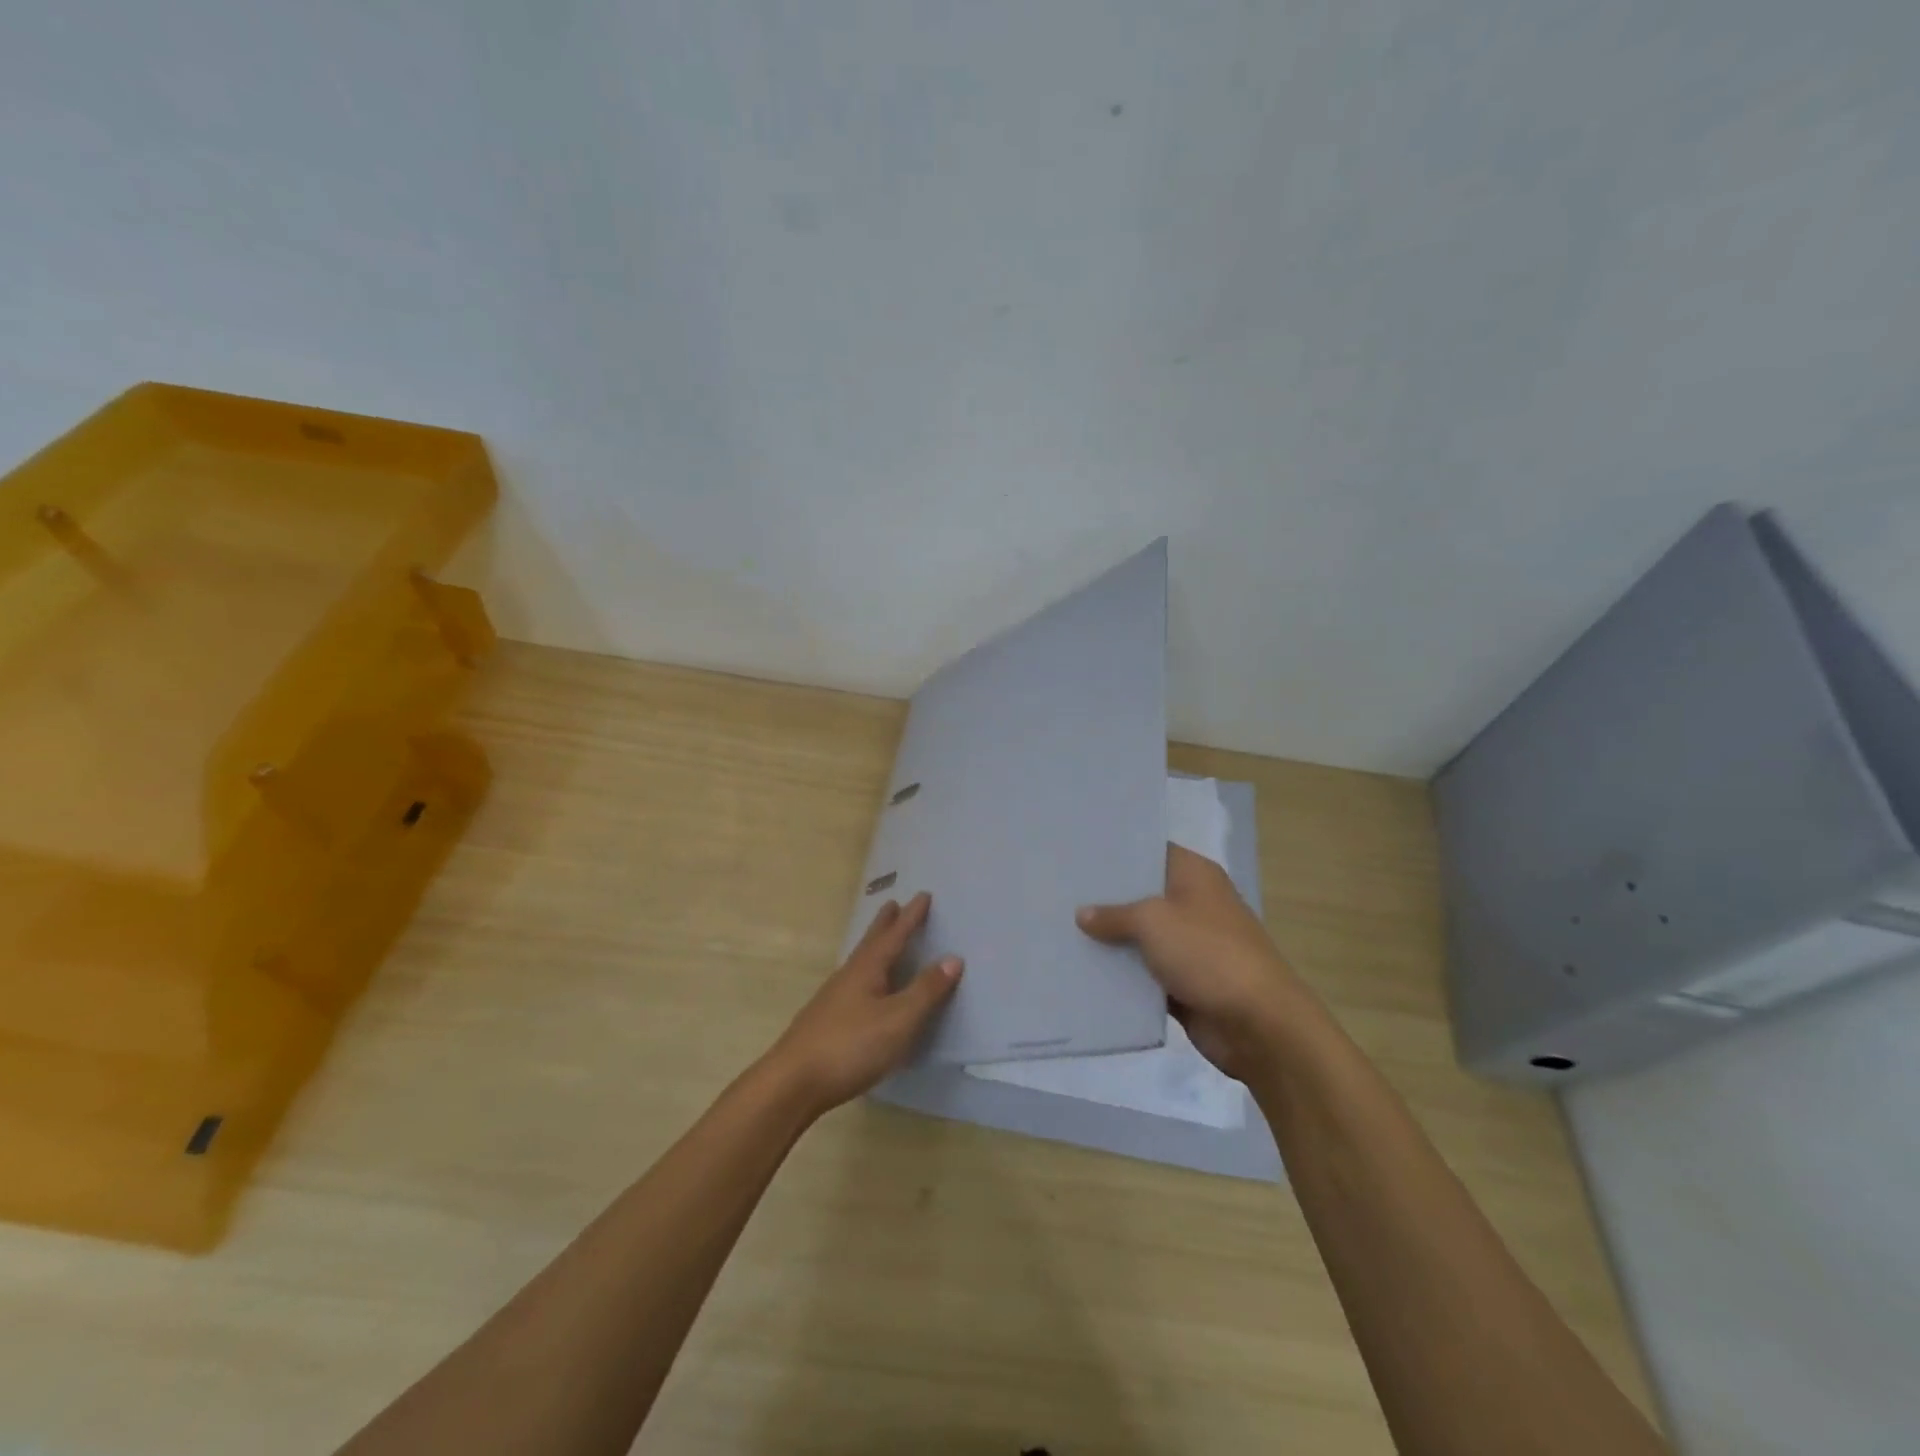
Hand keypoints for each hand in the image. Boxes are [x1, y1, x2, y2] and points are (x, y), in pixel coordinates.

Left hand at [765, 892, 961, 1117]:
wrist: (792, 1083)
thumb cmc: (850, 1046)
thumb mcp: (898, 1020)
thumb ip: (925, 990)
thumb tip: (953, 957)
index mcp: (867, 969)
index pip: (894, 936)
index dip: (911, 917)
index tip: (923, 895)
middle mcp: (849, 976)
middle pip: (870, 943)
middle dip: (885, 924)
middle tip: (893, 904)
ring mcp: (833, 999)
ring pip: (860, 962)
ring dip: (874, 947)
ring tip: (882, 941)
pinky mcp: (826, 1021)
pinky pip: (854, 983)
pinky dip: (867, 973)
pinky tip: (866, 990)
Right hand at [1075, 844, 1304, 1080]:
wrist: (1258, 1023)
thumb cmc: (1208, 953)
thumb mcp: (1153, 921)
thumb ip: (1114, 914)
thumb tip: (1082, 914)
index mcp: (1194, 875)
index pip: (1150, 851)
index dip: (1117, 852)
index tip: (1078, 853)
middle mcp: (1193, 904)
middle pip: (1142, 894)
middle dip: (1105, 898)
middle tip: (1058, 891)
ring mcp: (1189, 945)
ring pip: (1141, 936)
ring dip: (1110, 940)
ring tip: (1060, 929)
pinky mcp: (1184, 982)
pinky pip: (1144, 973)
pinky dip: (1121, 975)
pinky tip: (1082, 969)